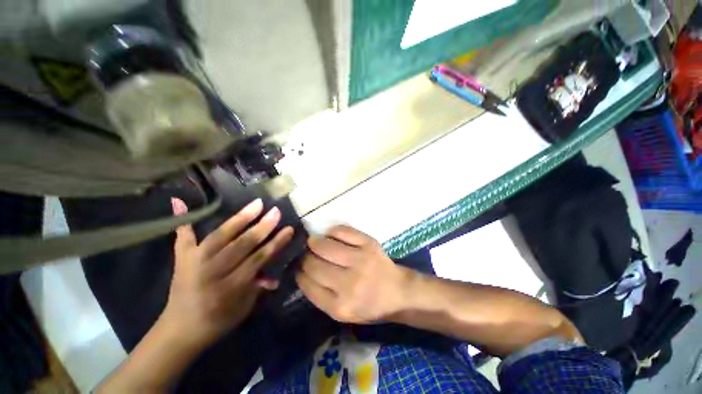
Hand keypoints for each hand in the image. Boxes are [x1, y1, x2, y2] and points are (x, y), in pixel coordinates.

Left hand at [161, 199, 293, 346]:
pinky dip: (183, 220)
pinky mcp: (181, 259)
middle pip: (240, 245)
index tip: (289, 229)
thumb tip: (275, 275)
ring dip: (239, 219)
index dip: (274, 244)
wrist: (179, 330)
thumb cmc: (217, 321)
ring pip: (219, 236)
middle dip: (262, 228)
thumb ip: (258, 286)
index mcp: (228, 288)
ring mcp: (193, 263)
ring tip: (256, 204)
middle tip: (276, 212)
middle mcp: (210, 273)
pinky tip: (180, 202)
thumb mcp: (243, 308)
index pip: (257, 260)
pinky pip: (183, 237)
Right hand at [295, 225, 409, 323]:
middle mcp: (349, 284)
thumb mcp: (343, 313)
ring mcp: (360, 260)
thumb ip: (320, 296)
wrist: (398, 292)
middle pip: (313, 264)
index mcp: (340, 306)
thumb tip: (302, 271)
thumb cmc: (369, 305)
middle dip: (304, 257)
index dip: (299, 273)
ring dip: (314, 242)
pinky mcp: (369, 244)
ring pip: (324, 245)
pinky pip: (342, 231)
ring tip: (314, 242)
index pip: (307, 284)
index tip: (298, 267)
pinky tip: (330, 235)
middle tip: (305, 253)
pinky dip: (332, 231)